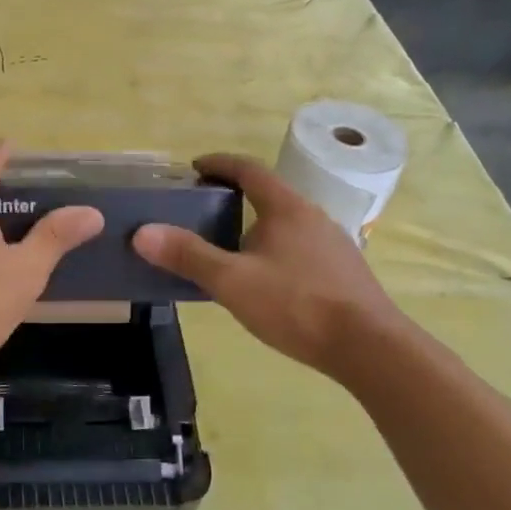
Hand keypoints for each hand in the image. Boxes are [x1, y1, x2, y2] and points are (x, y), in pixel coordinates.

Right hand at [132, 153, 404, 378]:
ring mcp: (333, 244)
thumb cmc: (296, 305)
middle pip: (268, 195)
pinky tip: (264, 281)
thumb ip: (188, 256)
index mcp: (287, 208)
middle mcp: (313, 216)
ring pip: (285, 224)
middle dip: (234, 197)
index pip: (249, 169)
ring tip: (227, 249)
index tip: (194, 167)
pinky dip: (274, 250)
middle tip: (202, 212)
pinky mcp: (343, 271)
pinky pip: (299, 248)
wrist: (368, 346)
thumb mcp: (232, 281)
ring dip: (255, 226)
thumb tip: (142, 233)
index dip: (219, 163)